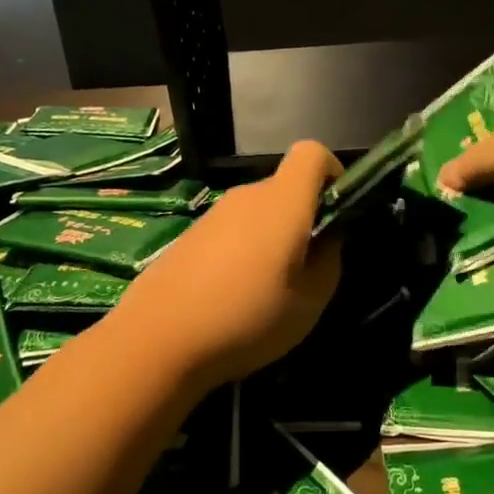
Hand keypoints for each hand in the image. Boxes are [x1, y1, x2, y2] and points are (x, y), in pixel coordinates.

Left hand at [113, 142, 342, 386]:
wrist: (157, 340)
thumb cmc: (247, 319)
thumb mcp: (310, 303)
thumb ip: (329, 262)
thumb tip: (327, 240)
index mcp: (282, 202)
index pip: (312, 153)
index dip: (331, 173)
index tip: (336, 212)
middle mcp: (247, 196)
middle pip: (285, 187)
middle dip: (303, 217)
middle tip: (306, 268)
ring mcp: (213, 214)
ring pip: (257, 212)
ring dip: (271, 238)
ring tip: (268, 290)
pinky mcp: (190, 235)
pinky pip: (231, 230)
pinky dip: (242, 250)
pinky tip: (232, 295)